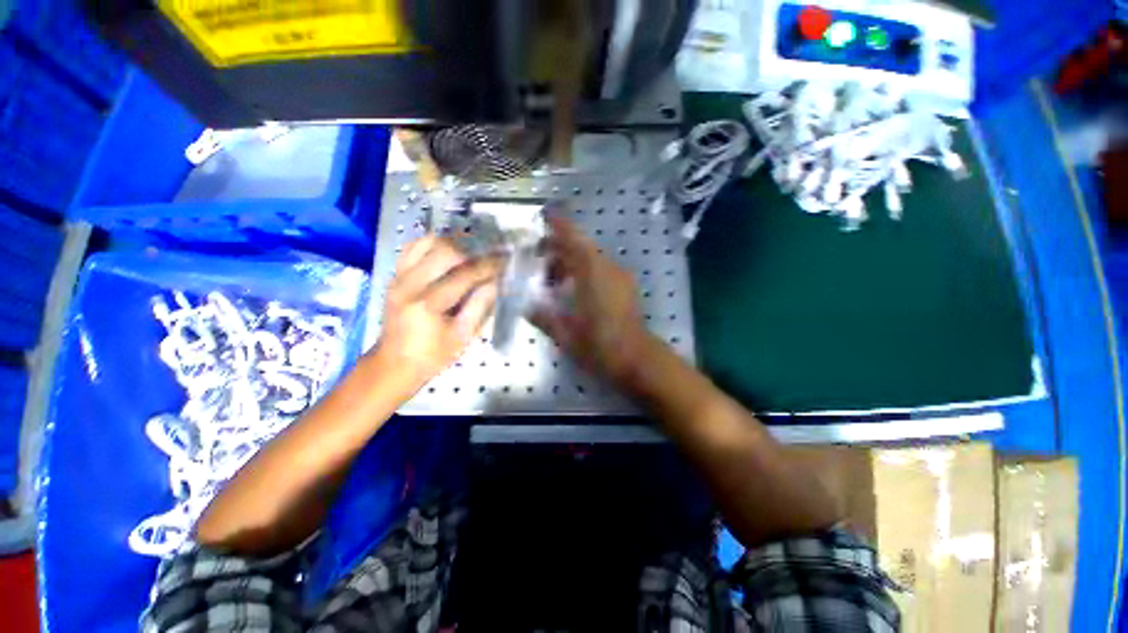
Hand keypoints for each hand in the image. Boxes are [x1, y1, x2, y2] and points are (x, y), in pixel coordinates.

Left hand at [374, 236, 501, 391]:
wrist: (393, 364)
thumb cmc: (432, 355)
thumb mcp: (463, 336)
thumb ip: (480, 306)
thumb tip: (497, 281)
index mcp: (428, 305)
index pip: (464, 275)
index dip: (488, 266)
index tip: (506, 260)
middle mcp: (409, 284)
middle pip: (446, 252)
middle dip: (474, 249)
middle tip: (493, 251)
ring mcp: (398, 277)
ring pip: (427, 243)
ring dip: (454, 242)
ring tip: (474, 247)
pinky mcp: (394, 276)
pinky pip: (413, 248)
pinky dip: (433, 243)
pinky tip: (450, 248)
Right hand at [533, 216, 650, 382]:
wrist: (637, 358)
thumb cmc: (599, 345)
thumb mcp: (565, 334)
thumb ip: (543, 317)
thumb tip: (527, 307)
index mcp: (592, 273)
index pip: (573, 240)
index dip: (559, 226)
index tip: (545, 215)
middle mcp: (608, 268)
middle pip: (581, 247)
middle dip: (558, 250)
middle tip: (537, 261)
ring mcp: (619, 276)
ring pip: (590, 258)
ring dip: (570, 263)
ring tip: (553, 282)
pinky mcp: (625, 286)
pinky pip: (600, 269)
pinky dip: (583, 271)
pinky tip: (573, 290)